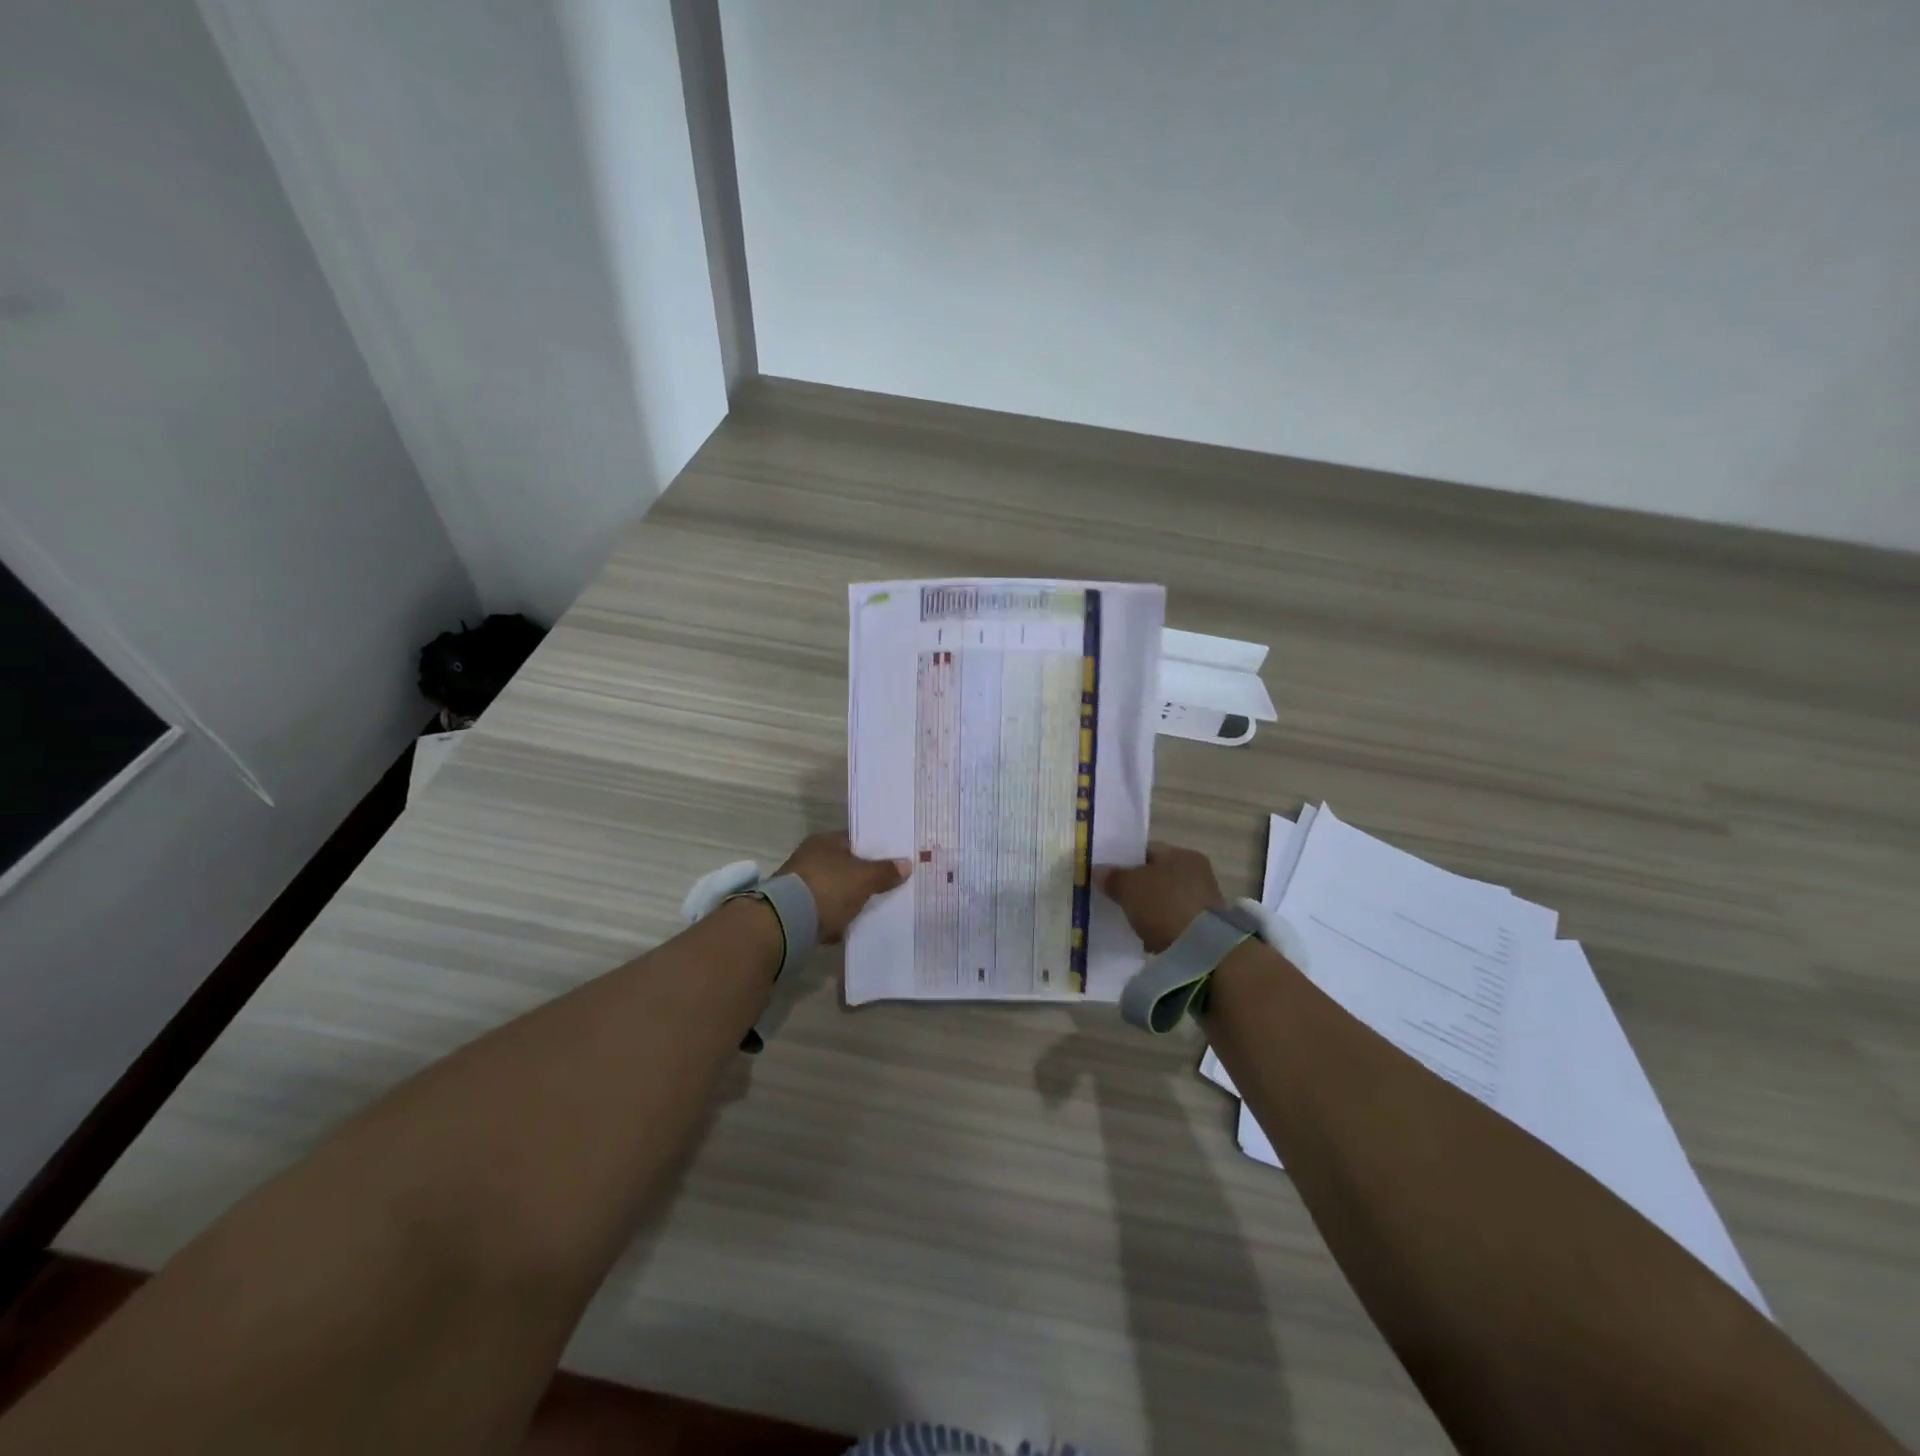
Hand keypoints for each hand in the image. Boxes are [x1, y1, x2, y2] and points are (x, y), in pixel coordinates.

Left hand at [774, 831, 911, 942]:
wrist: (786, 922)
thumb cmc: (829, 889)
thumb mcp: (864, 879)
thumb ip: (885, 872)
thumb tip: (906, 864)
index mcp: (825, 841)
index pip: (856, 841)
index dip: (876, 851)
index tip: (894, 864)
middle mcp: (809, 857)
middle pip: (845, 866)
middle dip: (862, 878)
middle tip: (886, 888)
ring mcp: (799, 883)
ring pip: (834, 889)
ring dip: (847, 899)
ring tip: (870, 910)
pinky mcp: (794, 908)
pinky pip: (822, 910)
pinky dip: (833, 917)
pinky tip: (847, 927)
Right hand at [1096, 842, 1225, 952]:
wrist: (1201, 949)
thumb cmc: (1163, 905)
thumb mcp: (1129, 887)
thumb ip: (1112, 877)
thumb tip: (1098, 870)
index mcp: (1182, 854)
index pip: (1147, 850)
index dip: (1124, 861)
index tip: (1107, 875)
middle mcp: (1197, 872)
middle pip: (1157, 876)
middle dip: (1137, 887)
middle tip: (1115, 898)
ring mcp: (1204, 900)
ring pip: (1166, 899)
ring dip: (1150, 909)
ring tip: (1128, 920)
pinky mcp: (1206, 927)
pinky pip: (1174, 921)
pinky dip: (1161, 927)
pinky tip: (1147, 937)